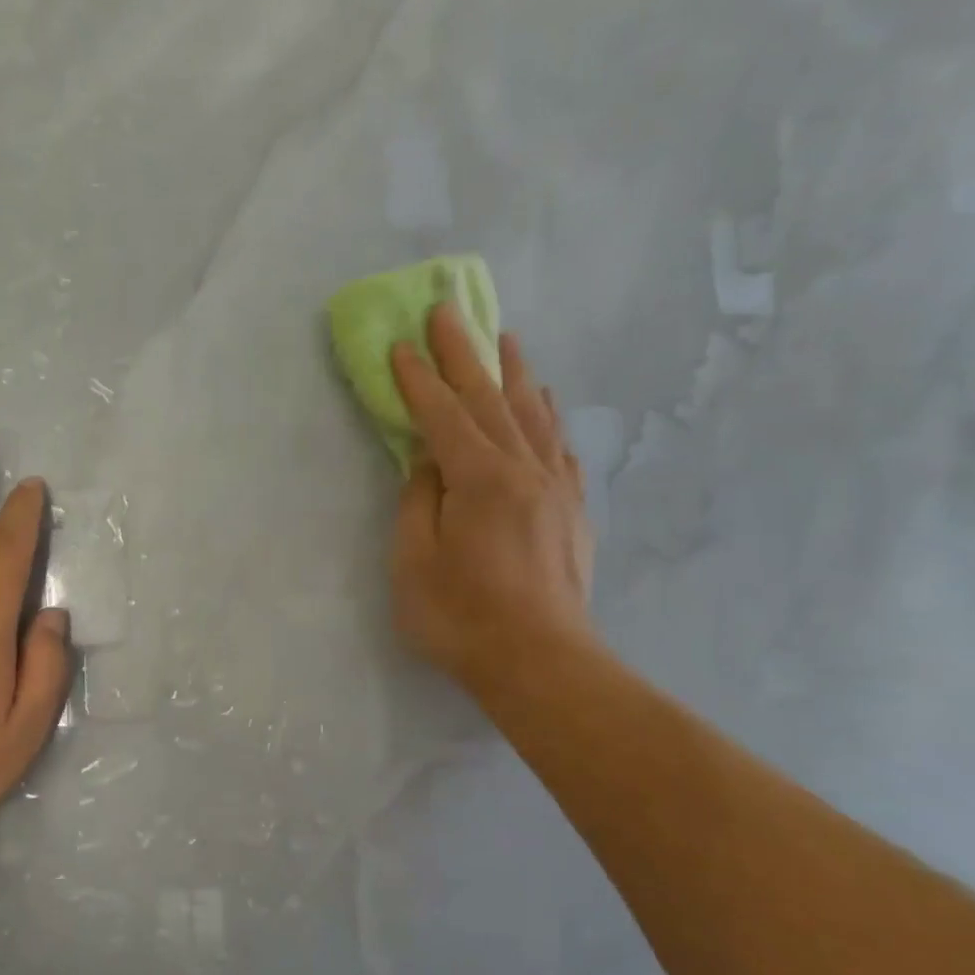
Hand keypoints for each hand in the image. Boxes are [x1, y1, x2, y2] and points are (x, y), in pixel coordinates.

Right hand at [389, 306, 595, 695]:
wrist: (541, 663)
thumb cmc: (462, 618)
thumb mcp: (414, 563)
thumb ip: (418, 503)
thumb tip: (427, 462)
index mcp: (479, 479)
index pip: (442, 416)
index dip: (418, 380)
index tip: (400, 344)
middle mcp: (524, 470)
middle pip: (490, 399)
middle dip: (464, 354)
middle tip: (448, 311)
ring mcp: (556, 488)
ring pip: (533, 415)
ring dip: (514, 373)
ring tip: (504, 338)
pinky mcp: (573, 511)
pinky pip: (560, 448)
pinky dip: (548, 418)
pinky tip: (545, 404)